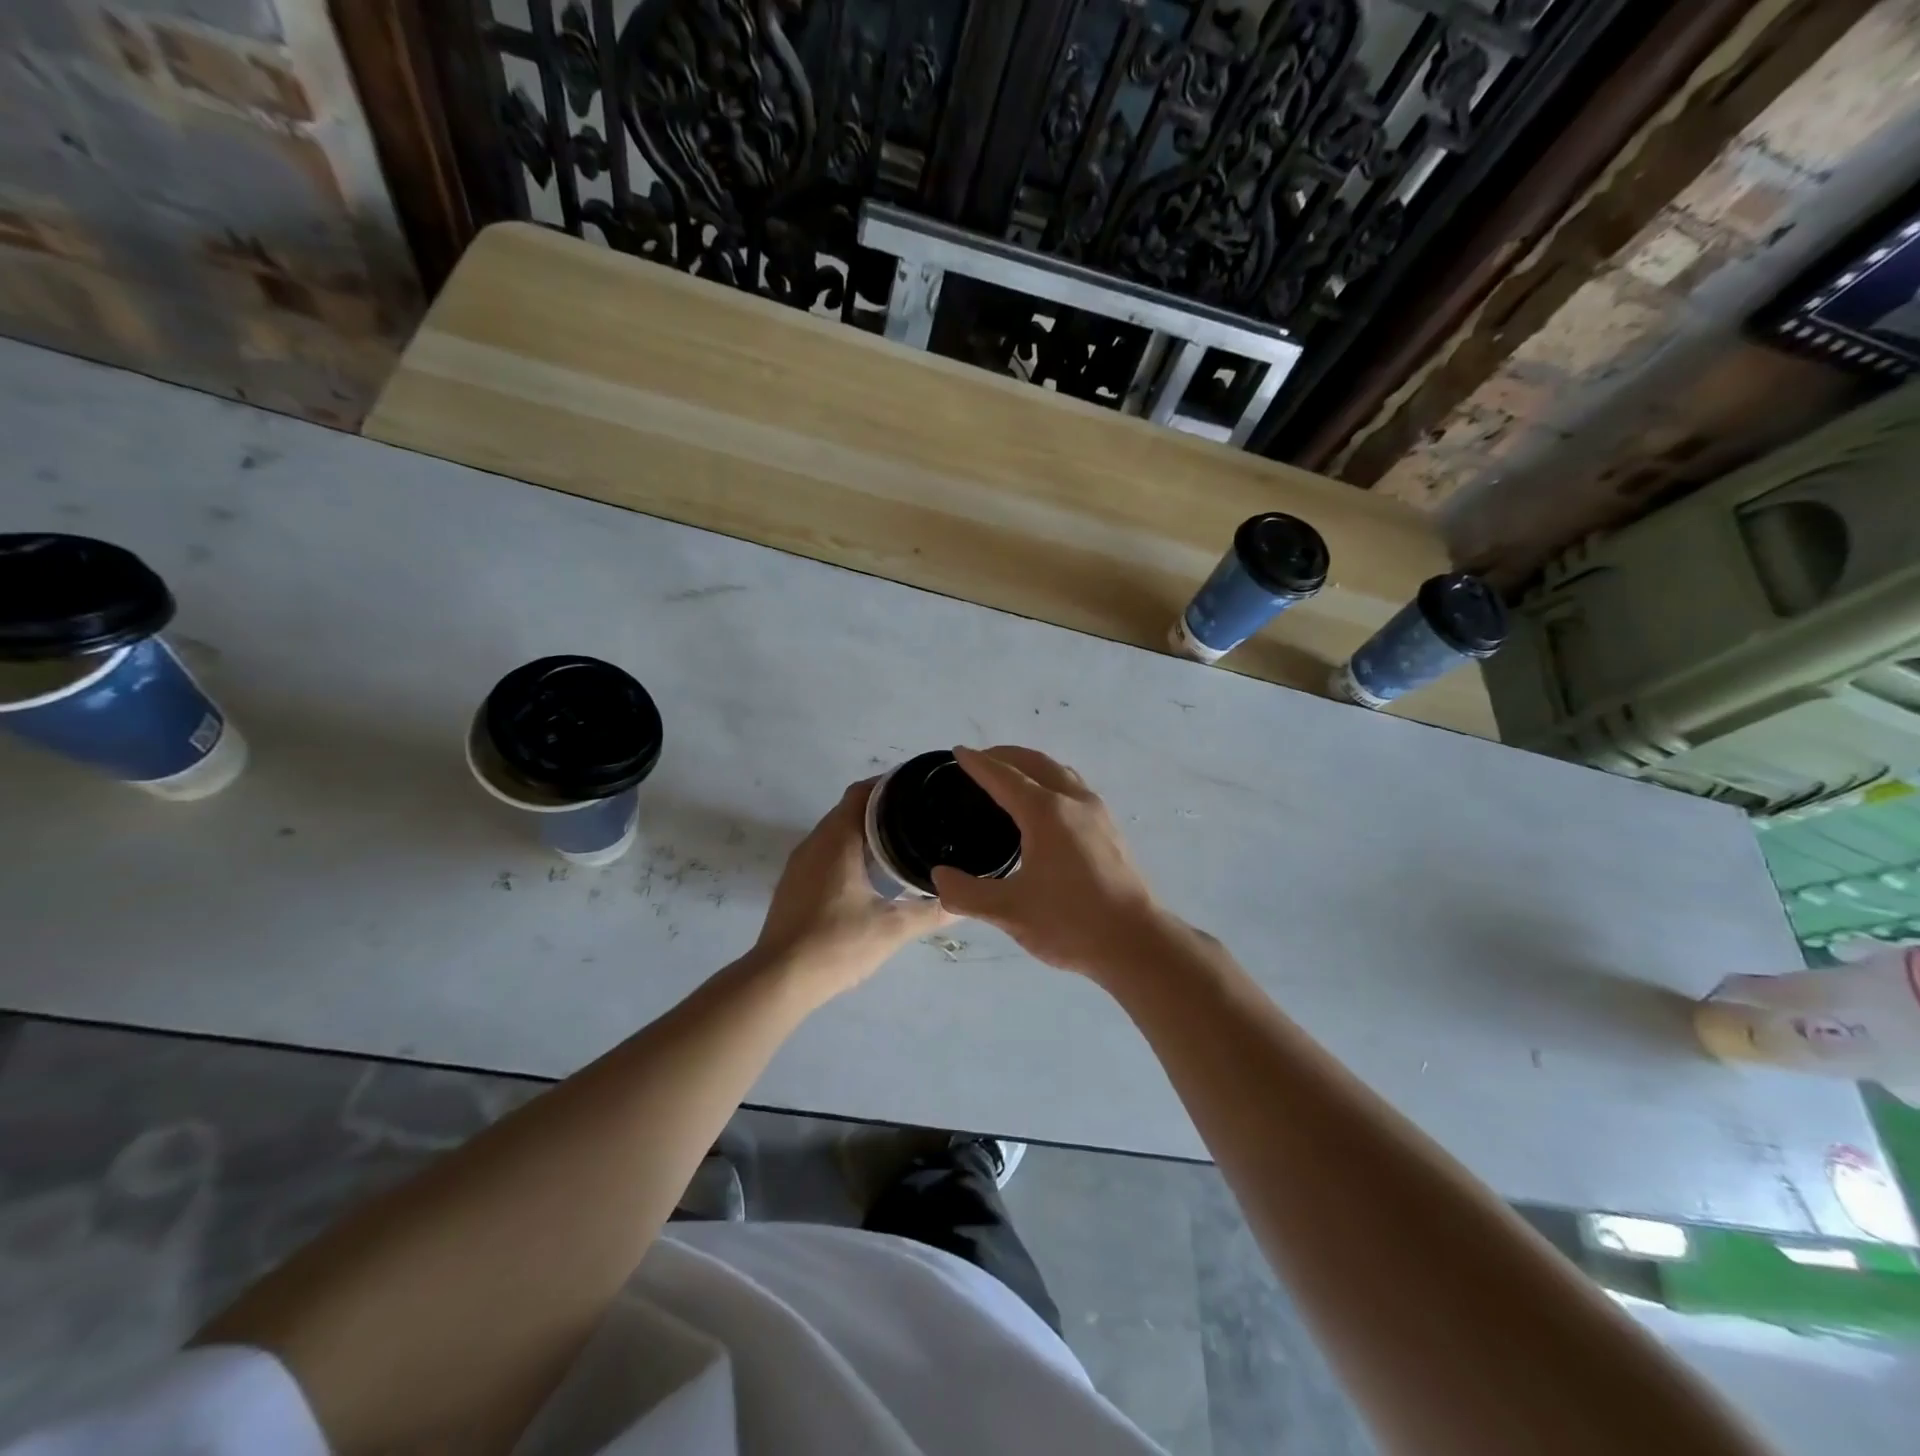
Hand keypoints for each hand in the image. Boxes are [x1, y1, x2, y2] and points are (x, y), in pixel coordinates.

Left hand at [752, 778, 953, 999]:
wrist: (779, 980)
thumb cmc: (836, 944)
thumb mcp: (892, 928)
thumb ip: (931, 912)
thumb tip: (964, 900)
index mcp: (837, 840)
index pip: (863, 793)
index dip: (891, 784)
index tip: (919, 787)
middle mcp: (815, 842)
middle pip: (849, 809)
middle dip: (883, 807)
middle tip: (919, 815)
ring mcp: (799, 864)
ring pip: (835, 832)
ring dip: (864, 830)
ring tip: (901, 840)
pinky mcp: (793, 884)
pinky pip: (825, 852)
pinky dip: (849, 850)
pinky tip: (870, 873)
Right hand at [931, 746, 1172, 980]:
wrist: (1136, 942)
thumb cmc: (1071, 922)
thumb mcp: (1009, 912)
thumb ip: (967, 894)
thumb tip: (939, 877)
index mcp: (1046, 812)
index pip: (1004, 777)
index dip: (978, 764)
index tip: (958, 752)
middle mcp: (1074, 801)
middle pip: (1036, 763)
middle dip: (1006, 756)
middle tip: (981, 760)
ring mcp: (1097, 813)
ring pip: (1060, 772)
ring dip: (1032, 766)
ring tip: (1011, 776)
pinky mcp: (1110, 829)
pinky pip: (1074, 788)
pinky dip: (1051, 781)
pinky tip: (1045, 807)